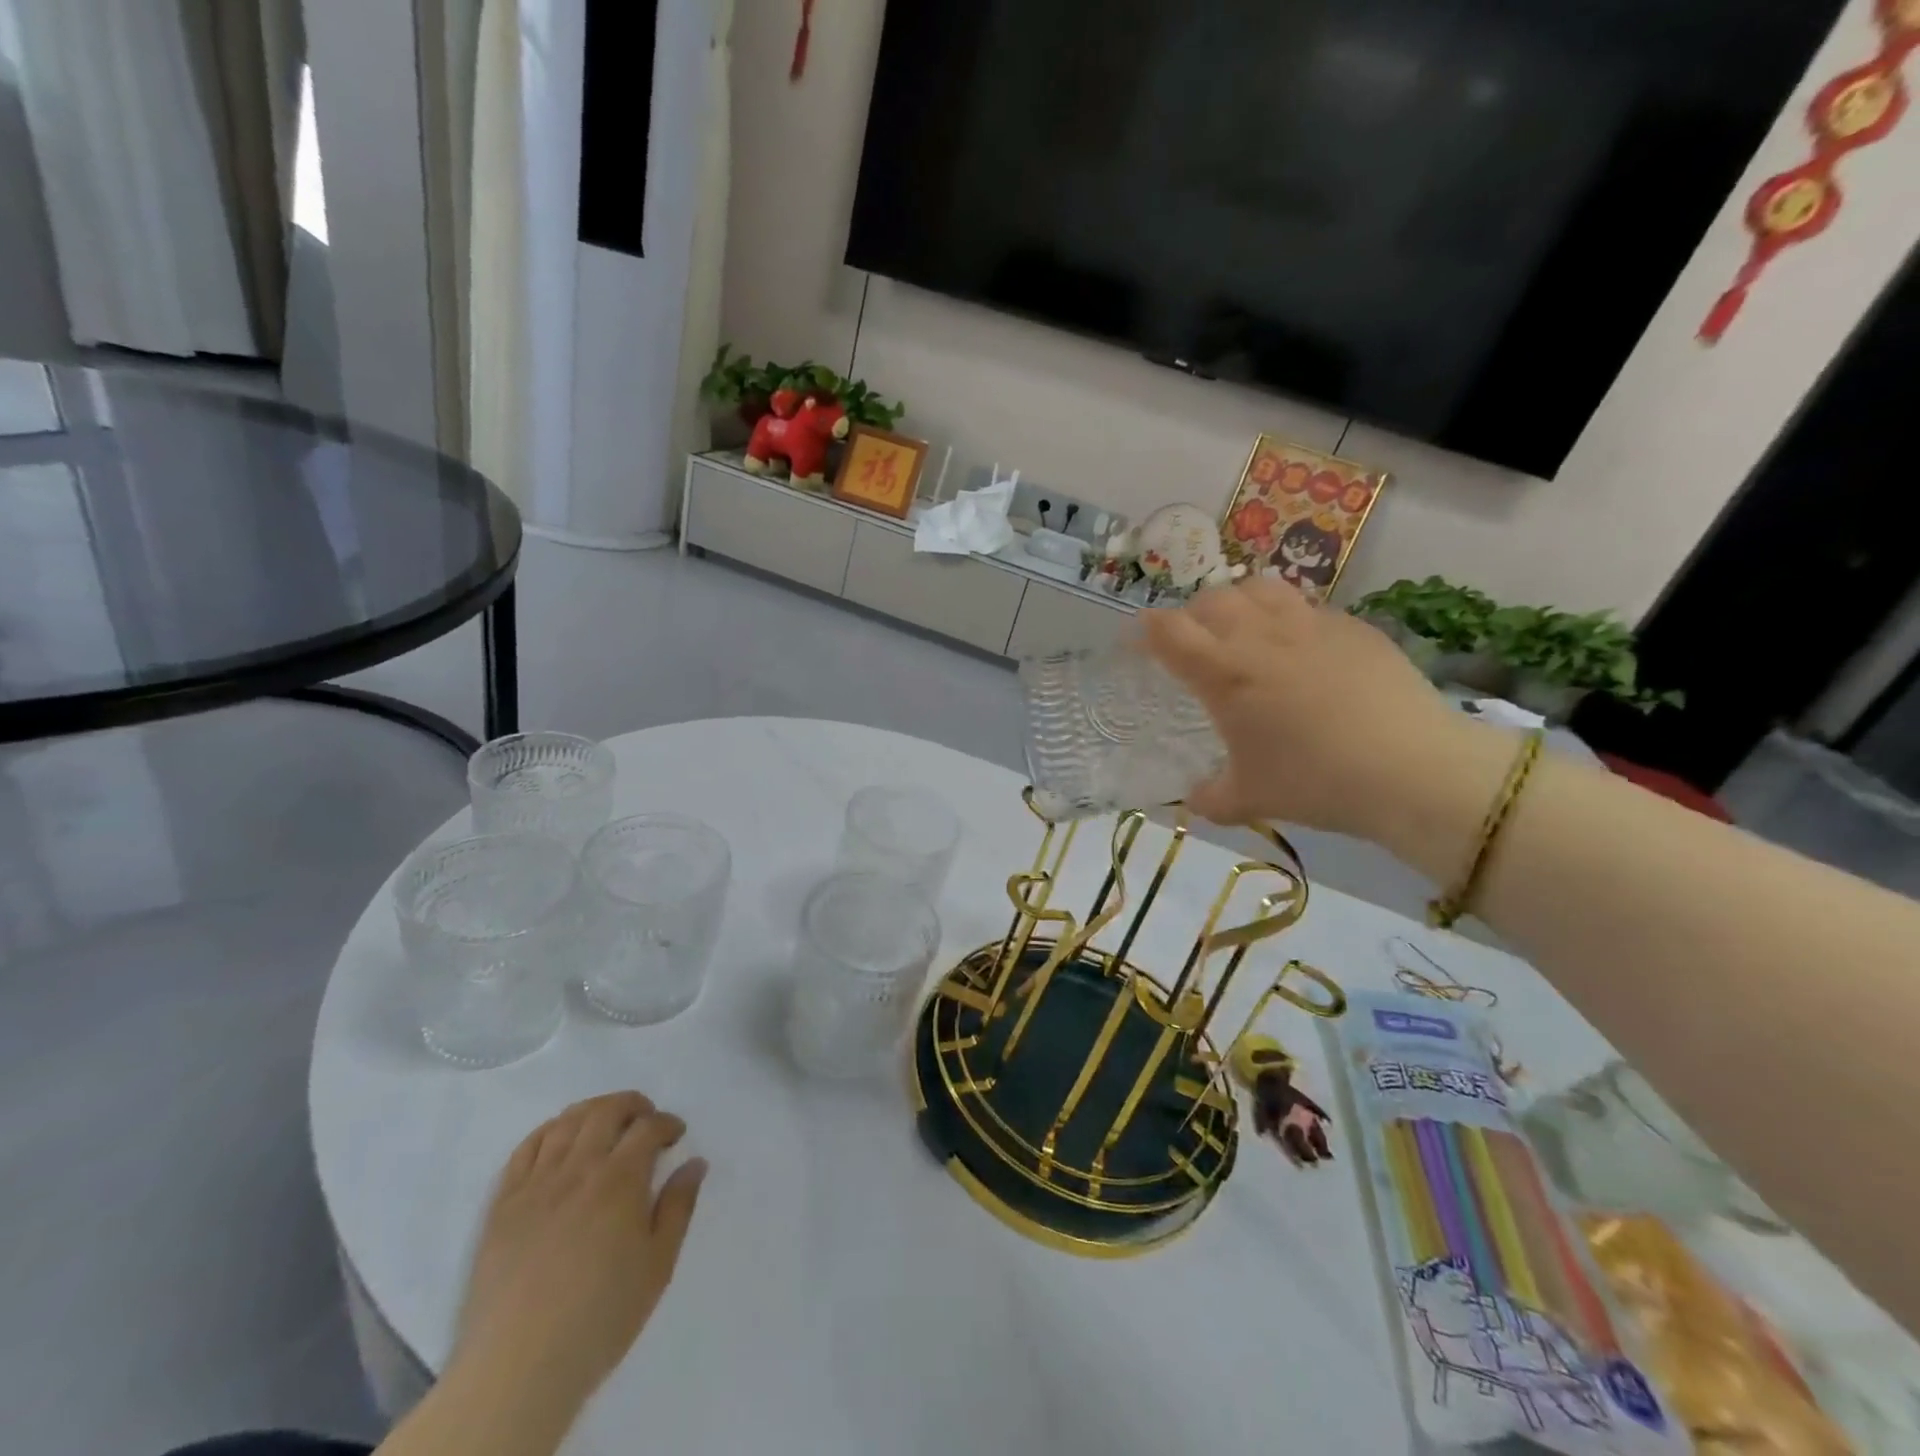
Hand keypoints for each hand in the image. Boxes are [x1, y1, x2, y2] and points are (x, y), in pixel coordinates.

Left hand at [451, 1092, 706, 1415]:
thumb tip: (695, 1163)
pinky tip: (559, 1139)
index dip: (667, 1123)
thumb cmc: (600, 1316)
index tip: (676, 1136)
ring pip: (565, 1123)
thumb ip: (679, 1206)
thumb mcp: (658, 1265)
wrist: (517, 1369)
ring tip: (606, 1123)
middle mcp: (578, 1169)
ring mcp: (535, 1185)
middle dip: (632, 1105)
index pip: (648, 1127)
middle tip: (646, 1118)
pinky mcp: (502, 1206)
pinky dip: (547, 1131)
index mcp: (619, 1180)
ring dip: (592, 1111)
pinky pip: (524, 1150)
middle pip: (605, 1111)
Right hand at [1142, 578, 1477, 840]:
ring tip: (1242, 628)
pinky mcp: (1353, 627)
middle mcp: (1260, 636)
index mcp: (1224, 673)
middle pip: (1211, 599)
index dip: (1145, 630)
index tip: (1137, 641)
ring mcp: (1310, 625)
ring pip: (1259, 588)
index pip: (1168, 631)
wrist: (1411, 769)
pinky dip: (1287, 617)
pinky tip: (1300, 648)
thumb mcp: (1250, 799)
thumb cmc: (1315, 782)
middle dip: (1191, 614)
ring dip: (1239, 602)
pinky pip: (1307, 606)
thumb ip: (1210, 797)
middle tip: (1191, 640)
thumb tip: (1193, 801)